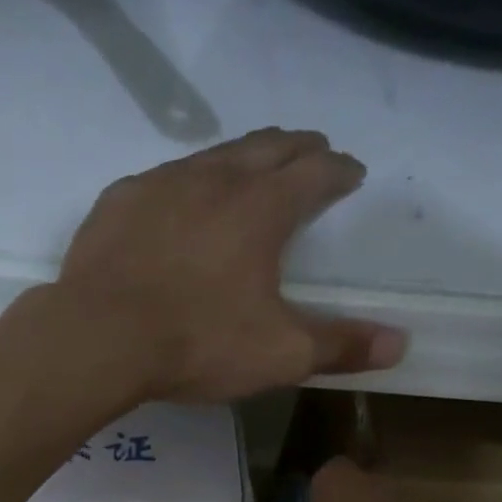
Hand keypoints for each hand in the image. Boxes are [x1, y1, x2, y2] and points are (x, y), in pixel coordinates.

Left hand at [51, 129, 407, 403]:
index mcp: (263, 208)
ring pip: (214, 155)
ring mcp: (162, 184)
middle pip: (268, 146)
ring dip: (241, 158)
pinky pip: (162, 180)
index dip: (340, 171)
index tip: (351, 173)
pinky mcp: (119, 201)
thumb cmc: (197, 343)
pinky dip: (183, 185)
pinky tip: (177, 204)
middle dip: (297, 148)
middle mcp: (216, 179)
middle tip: (311, 153)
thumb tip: (401, 344)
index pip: (316, 172)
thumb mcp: (278, 355)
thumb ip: (339, 346)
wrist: (99, 337)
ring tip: (249, 170)